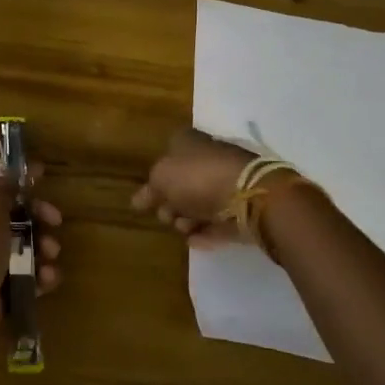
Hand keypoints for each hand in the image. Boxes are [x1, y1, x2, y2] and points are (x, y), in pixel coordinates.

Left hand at [0, 163, 61, 362]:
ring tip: (50, 256)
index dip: (18, 181)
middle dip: (37, 219)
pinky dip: (38, 276)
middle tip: (55, 223)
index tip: (43, 174)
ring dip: (42, 249)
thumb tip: (2, 168)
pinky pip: (22, 277)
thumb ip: (1, 189)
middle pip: (12, 217)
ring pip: (21, 248)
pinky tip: (47, 280)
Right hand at [131, 127, 253, 244]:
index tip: (148, 197)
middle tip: (167, 215)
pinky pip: (219, 222)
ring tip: (185, 228)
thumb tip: (137, 200)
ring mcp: (228, 183)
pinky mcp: (242, 208)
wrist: (248, 196)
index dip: (156, 176)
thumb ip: (149, 190)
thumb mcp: (161, 178)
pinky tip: (195, 241)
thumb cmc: (197, 177)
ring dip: (187, 219)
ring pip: (201, 203)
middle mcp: (209, 159)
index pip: (169, 153)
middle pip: (184, 182)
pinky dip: (206, 232)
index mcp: (190, 142)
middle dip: (171, 202)